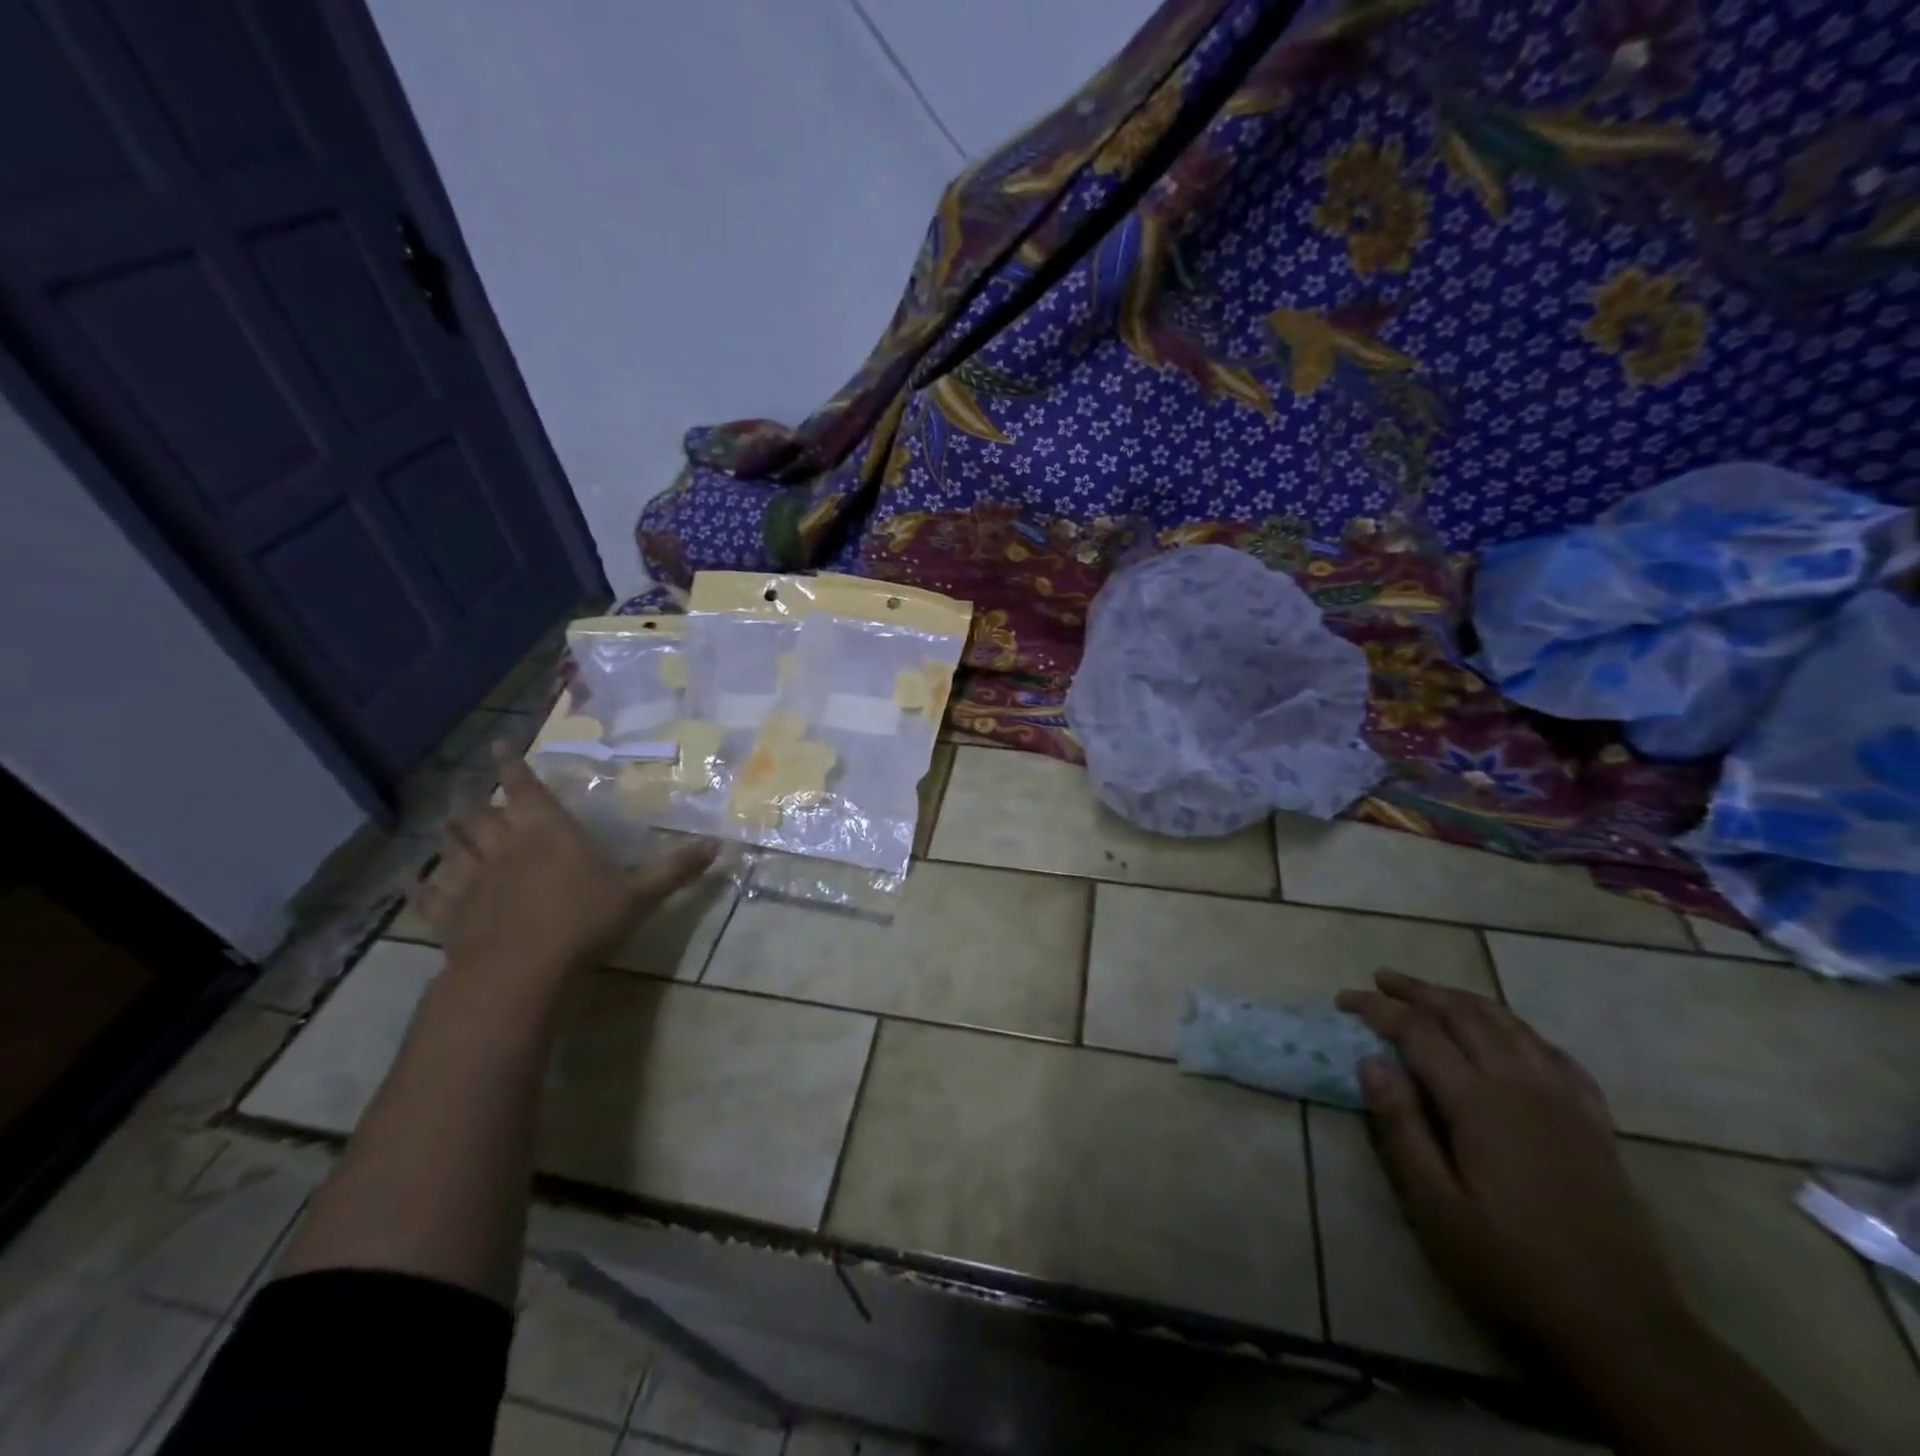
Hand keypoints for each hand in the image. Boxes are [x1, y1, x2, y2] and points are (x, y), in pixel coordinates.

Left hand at [412, 744, 718, 993]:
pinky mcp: (449, 914)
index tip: (499, 745)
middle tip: (475, 793)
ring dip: (451, 833)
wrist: (519, 972)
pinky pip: (428, 893)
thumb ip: (675, 869)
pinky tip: (417, 883)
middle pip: (479, 812)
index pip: (525, 786)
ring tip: (451, 825)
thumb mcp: (640, 895)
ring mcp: (471, 879)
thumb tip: (720, 845)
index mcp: (548, 831)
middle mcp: (505, 845)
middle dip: (476, 799)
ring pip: (451, 845)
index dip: (512, 764)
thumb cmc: (583, 922)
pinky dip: (421, 886)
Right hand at [1335, 971, 1685, 1357]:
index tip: (1344, 999)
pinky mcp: (1595, 1124)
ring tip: (1433, 993)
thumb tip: (1370, 1061)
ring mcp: (1566, 1102)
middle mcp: (1523, 1086)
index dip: (1378, 1008)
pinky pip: (1556, 1055)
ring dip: (1465, 1000)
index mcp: (1480, 1102)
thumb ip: (1401, 1128)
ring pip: (1510, 1025)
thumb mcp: (1435, 1207)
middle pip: (1465, 1014)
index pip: (1418, 1032)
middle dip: (1418, 990)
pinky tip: (1511, 1037)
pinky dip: (1521, 1031)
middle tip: (1380, 979)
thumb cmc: (1511, 1267)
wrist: (1624, 1329)